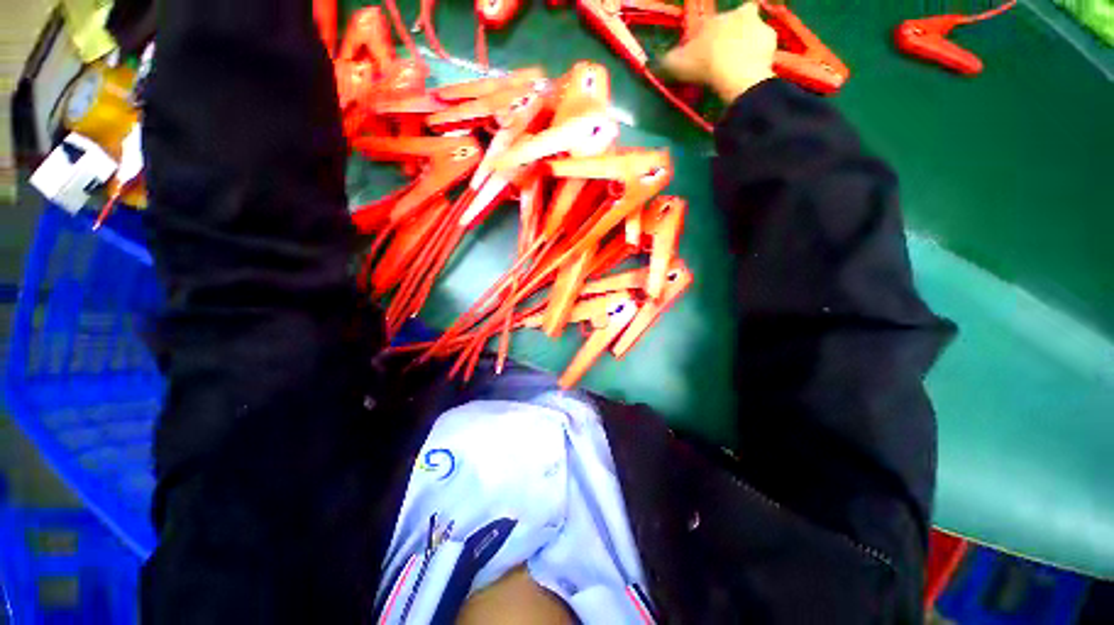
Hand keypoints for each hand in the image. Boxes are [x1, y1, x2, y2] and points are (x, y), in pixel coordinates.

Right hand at [661, 2, 777, 102]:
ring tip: (739, 65)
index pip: (708, 25)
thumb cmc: (704, 64)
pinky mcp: (771, 39)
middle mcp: (737, 13)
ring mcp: (758, 24)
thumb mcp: (677, 64)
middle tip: (725, 55)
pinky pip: (764, 46)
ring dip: (747, 43)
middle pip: (734, 20)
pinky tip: (752, 68)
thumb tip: (655, 61)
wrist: (736, 73)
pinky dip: (759, 55)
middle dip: (731, 34)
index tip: (702, 55)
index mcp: (714, 19)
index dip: (705, 39)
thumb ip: (667, 61)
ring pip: (752, 30)